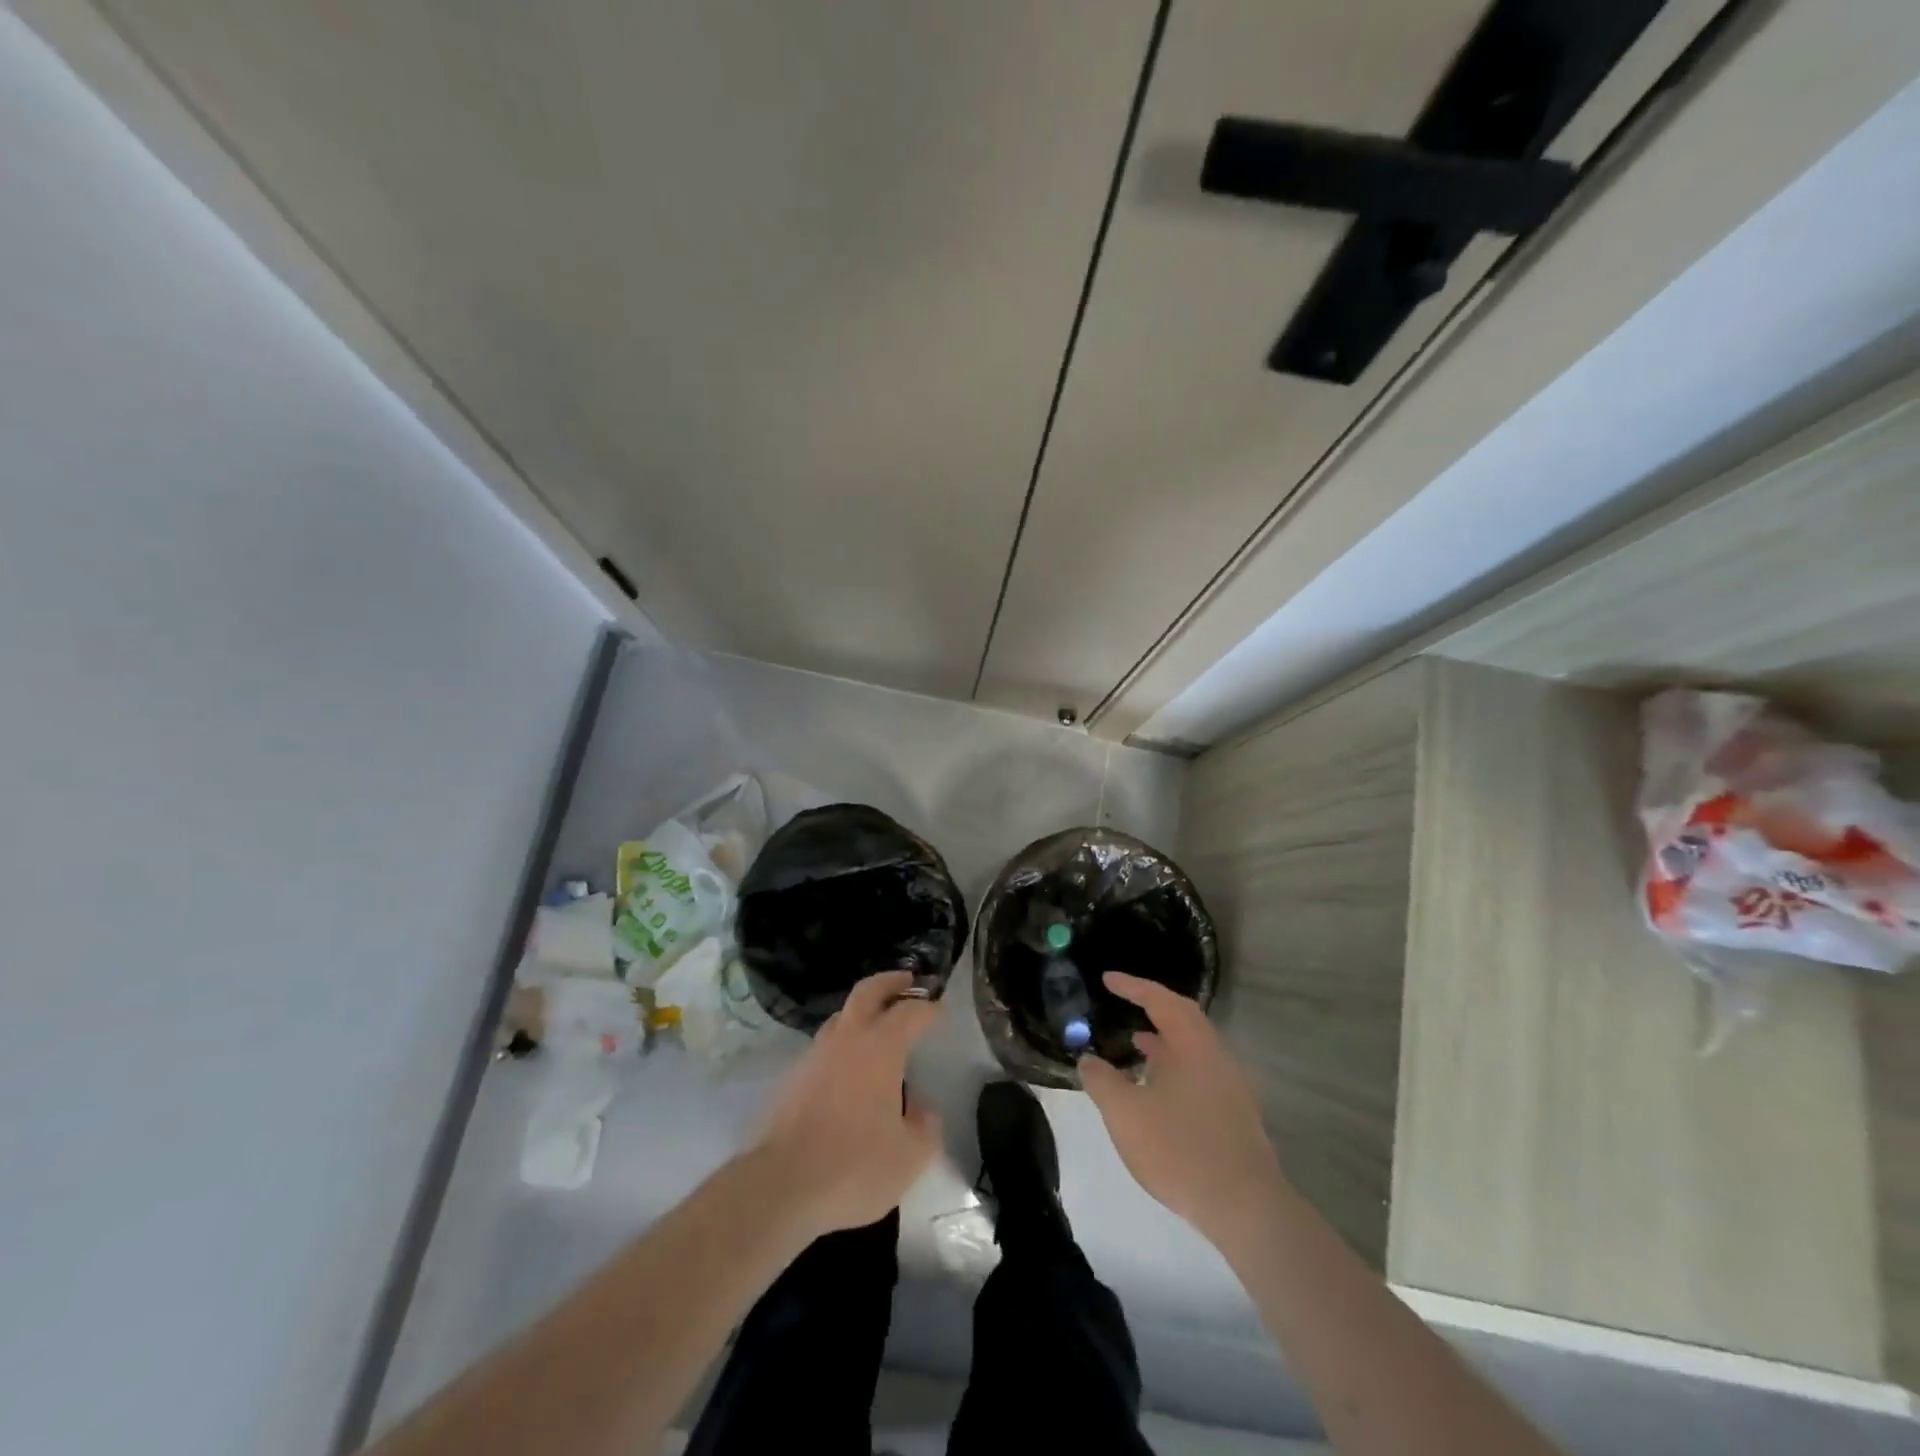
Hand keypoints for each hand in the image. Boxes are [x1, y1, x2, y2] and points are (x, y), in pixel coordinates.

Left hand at [750, 970, 942, 1238]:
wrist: (782, 1185)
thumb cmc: (855, 1165)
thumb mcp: (910, 1155)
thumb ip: (925, 1125)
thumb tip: (920, 1107)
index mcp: (880, 1047)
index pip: (909, 1011)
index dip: (927, 1007)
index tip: (939, 1008)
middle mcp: (847, 1039)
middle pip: (868, 991)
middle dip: (890, 982)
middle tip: (907, 980)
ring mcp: (815, 1055)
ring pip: (841, 1016)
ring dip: (863, 1011)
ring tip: (878, 1024)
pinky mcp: (793, 1078)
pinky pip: (825, 1046)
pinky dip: (843, 1042)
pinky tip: (850, 1067)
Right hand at [1080, 972, 1286, 1248]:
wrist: (1244, 1207)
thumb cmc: (1179, 1149)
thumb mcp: (1125, 1114)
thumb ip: (1102, 1081)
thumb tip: (1088, 1058)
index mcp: (1192, 1044)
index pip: (1160, 1000)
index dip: (1132, 986)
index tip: (1107, 979)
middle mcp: (1216, 1055)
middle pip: (1183, 1018)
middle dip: (1152, 1007)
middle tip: (1124, 1003)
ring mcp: (1231, 1084)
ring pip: (1193, 1047)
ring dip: (1164, 1040)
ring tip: (1135, 1045)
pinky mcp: (1236, 1112)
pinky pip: (1200, 1071)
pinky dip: (1175, 1066)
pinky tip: (1157, 1090)